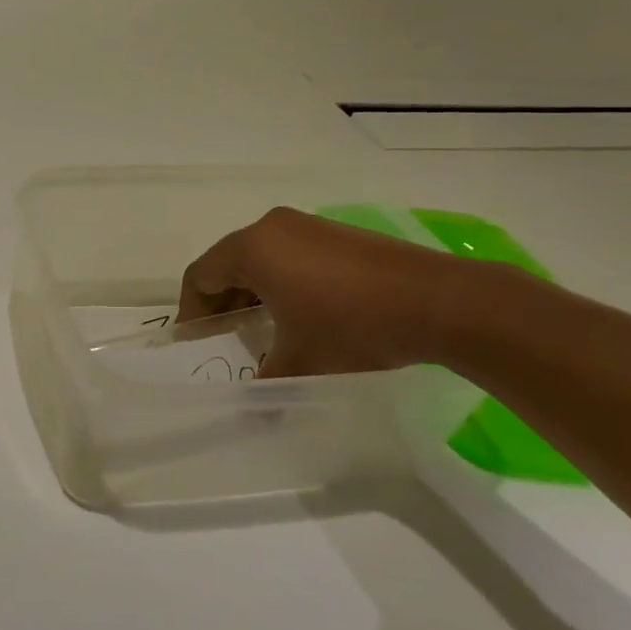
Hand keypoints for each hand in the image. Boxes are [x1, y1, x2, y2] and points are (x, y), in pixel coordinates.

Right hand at [178, 207, 468, 376]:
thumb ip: (265, 381)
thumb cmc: (352, 326)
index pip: (200, 275)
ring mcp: (308, 226)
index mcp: (252, 249)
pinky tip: (300, 315)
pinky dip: (281, 282)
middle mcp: (272, 228)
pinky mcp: (337, 234)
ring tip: (262, 331)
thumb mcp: (301, 361)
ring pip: (260, 258)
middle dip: (221, 303)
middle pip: (228, 263)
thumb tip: (252, 403)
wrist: (438, 302)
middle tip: (225, 340)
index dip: (191, 311)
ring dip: (252, 293)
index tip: (196, 343)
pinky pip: (290, 255)